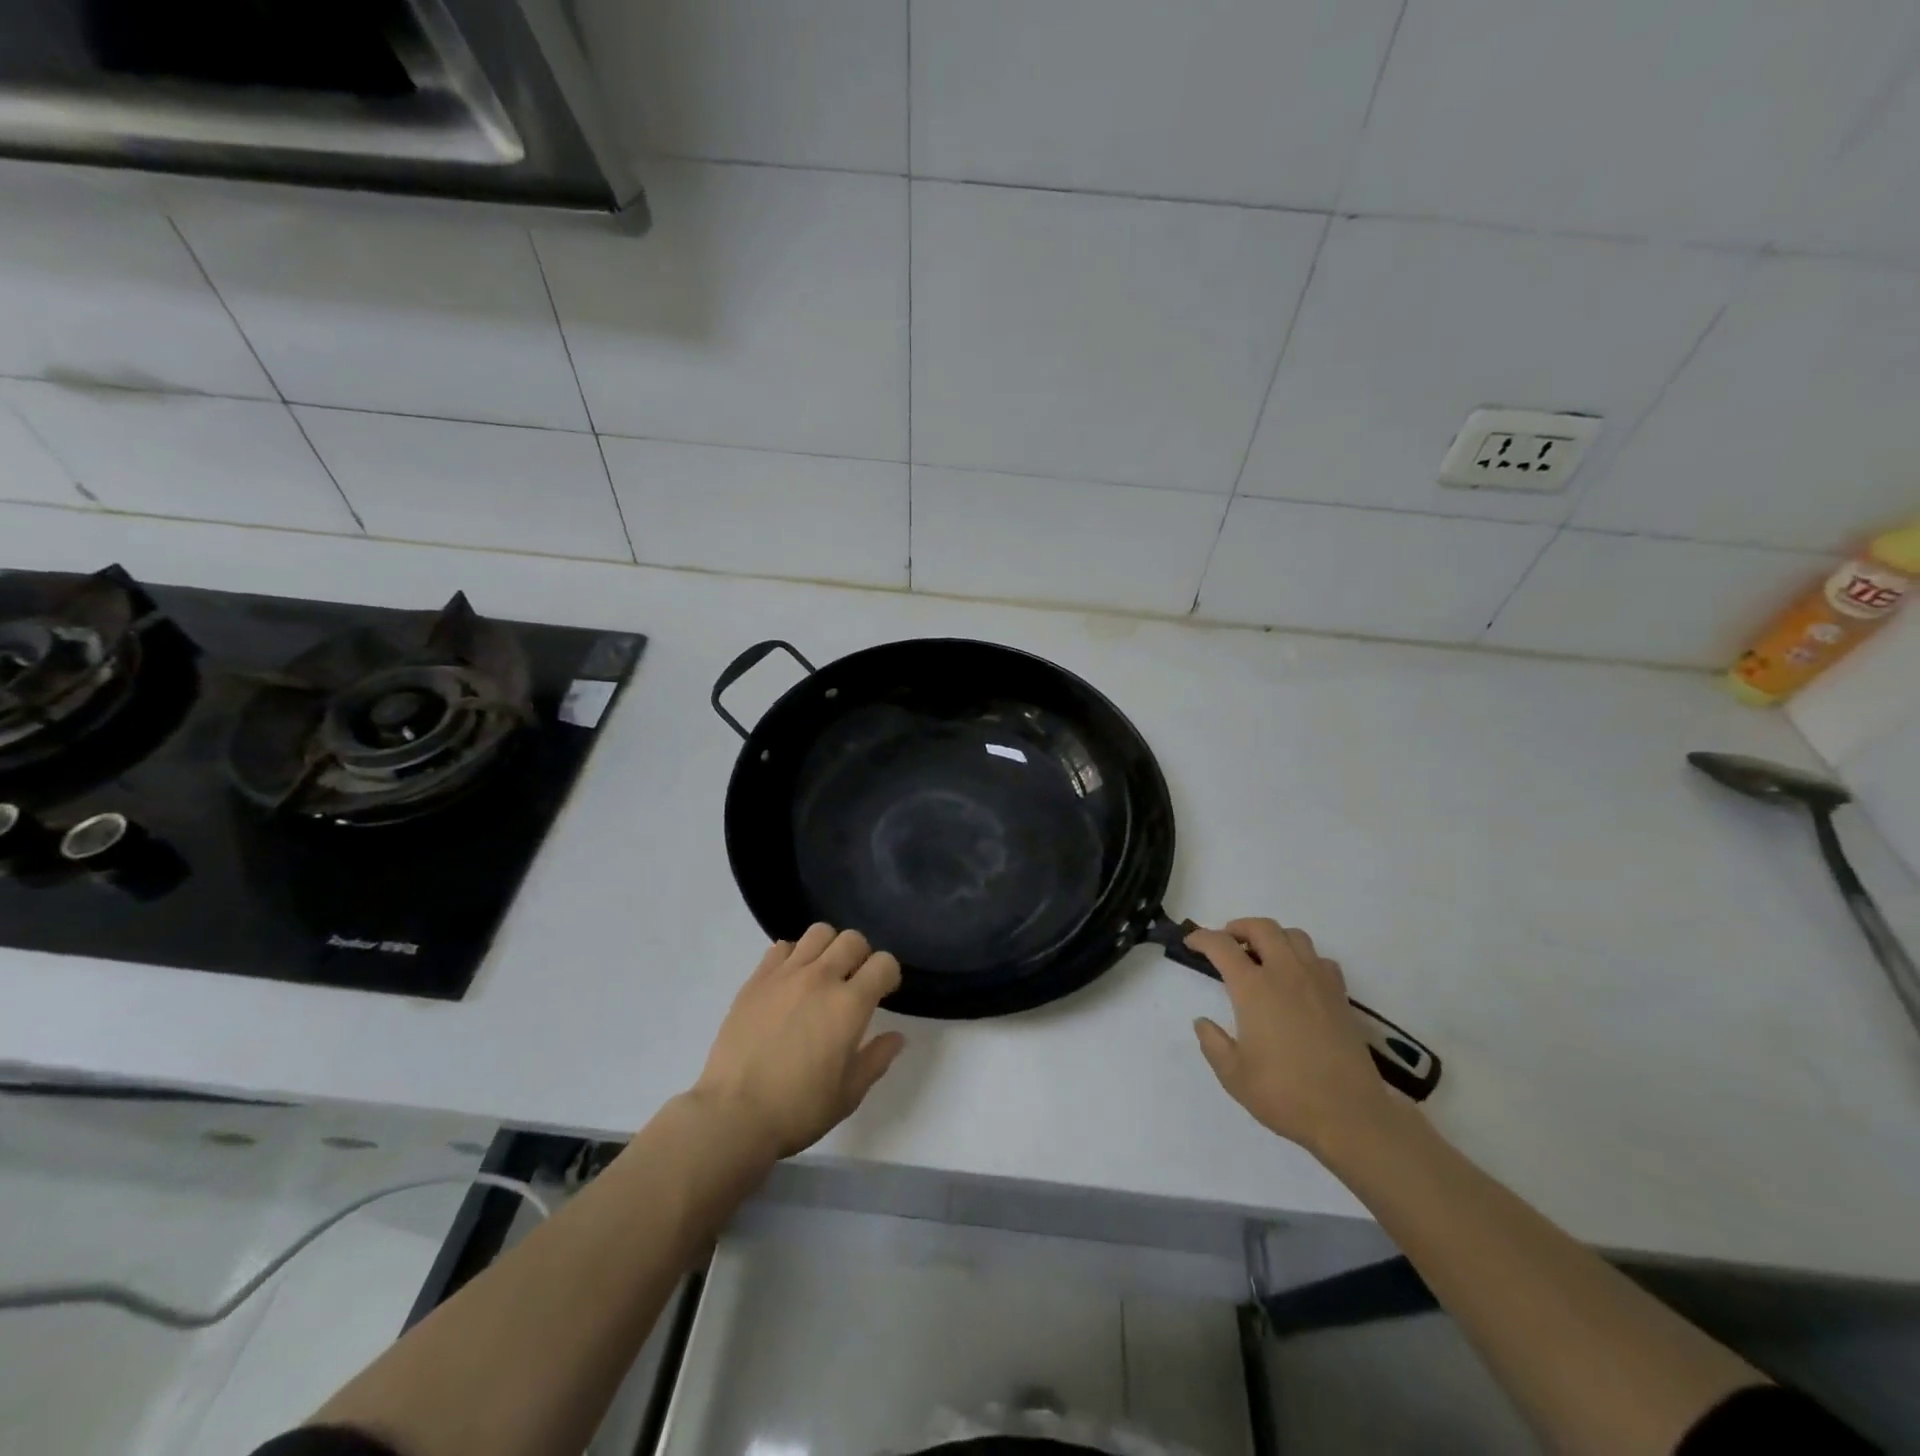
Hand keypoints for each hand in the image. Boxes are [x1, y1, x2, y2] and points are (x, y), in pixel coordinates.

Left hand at [692, 924, 906, 1159]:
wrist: (733, 1115)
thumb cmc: (798, 1109)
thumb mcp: (849, 1094)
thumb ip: (877, 1058)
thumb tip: (897, 1036)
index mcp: (849, 1005)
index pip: (884, 963)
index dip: (889, 975)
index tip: (883, 992)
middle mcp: (821, 978)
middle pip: (853, 939)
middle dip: (861, 956)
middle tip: (853, 982)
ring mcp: (785, 975)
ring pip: (818, 933)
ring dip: (829, 948)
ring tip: (822, 974)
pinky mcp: (756, 979)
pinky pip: (782, 947)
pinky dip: (794, 956)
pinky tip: (790, 982)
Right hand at [1186, 918, 1396, 1155]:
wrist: (1350, 1116)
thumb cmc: (1285, 1094)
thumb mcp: (1233, 1075)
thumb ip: (1213, 1043)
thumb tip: (1203, 1022)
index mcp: (1254, 989)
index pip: (1222, 946)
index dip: (1202, 938)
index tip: (1190, 942)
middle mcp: (1286, 974)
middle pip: (1262, 928)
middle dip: (1238, 927)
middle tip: (1226, 942)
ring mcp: (1317, 982)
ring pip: (1294, 936)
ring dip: (1272, 937)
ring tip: (1261, 955)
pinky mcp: (1340, 996)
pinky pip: (1319, 959)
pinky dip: (1302, 958)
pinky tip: (1297, 979)